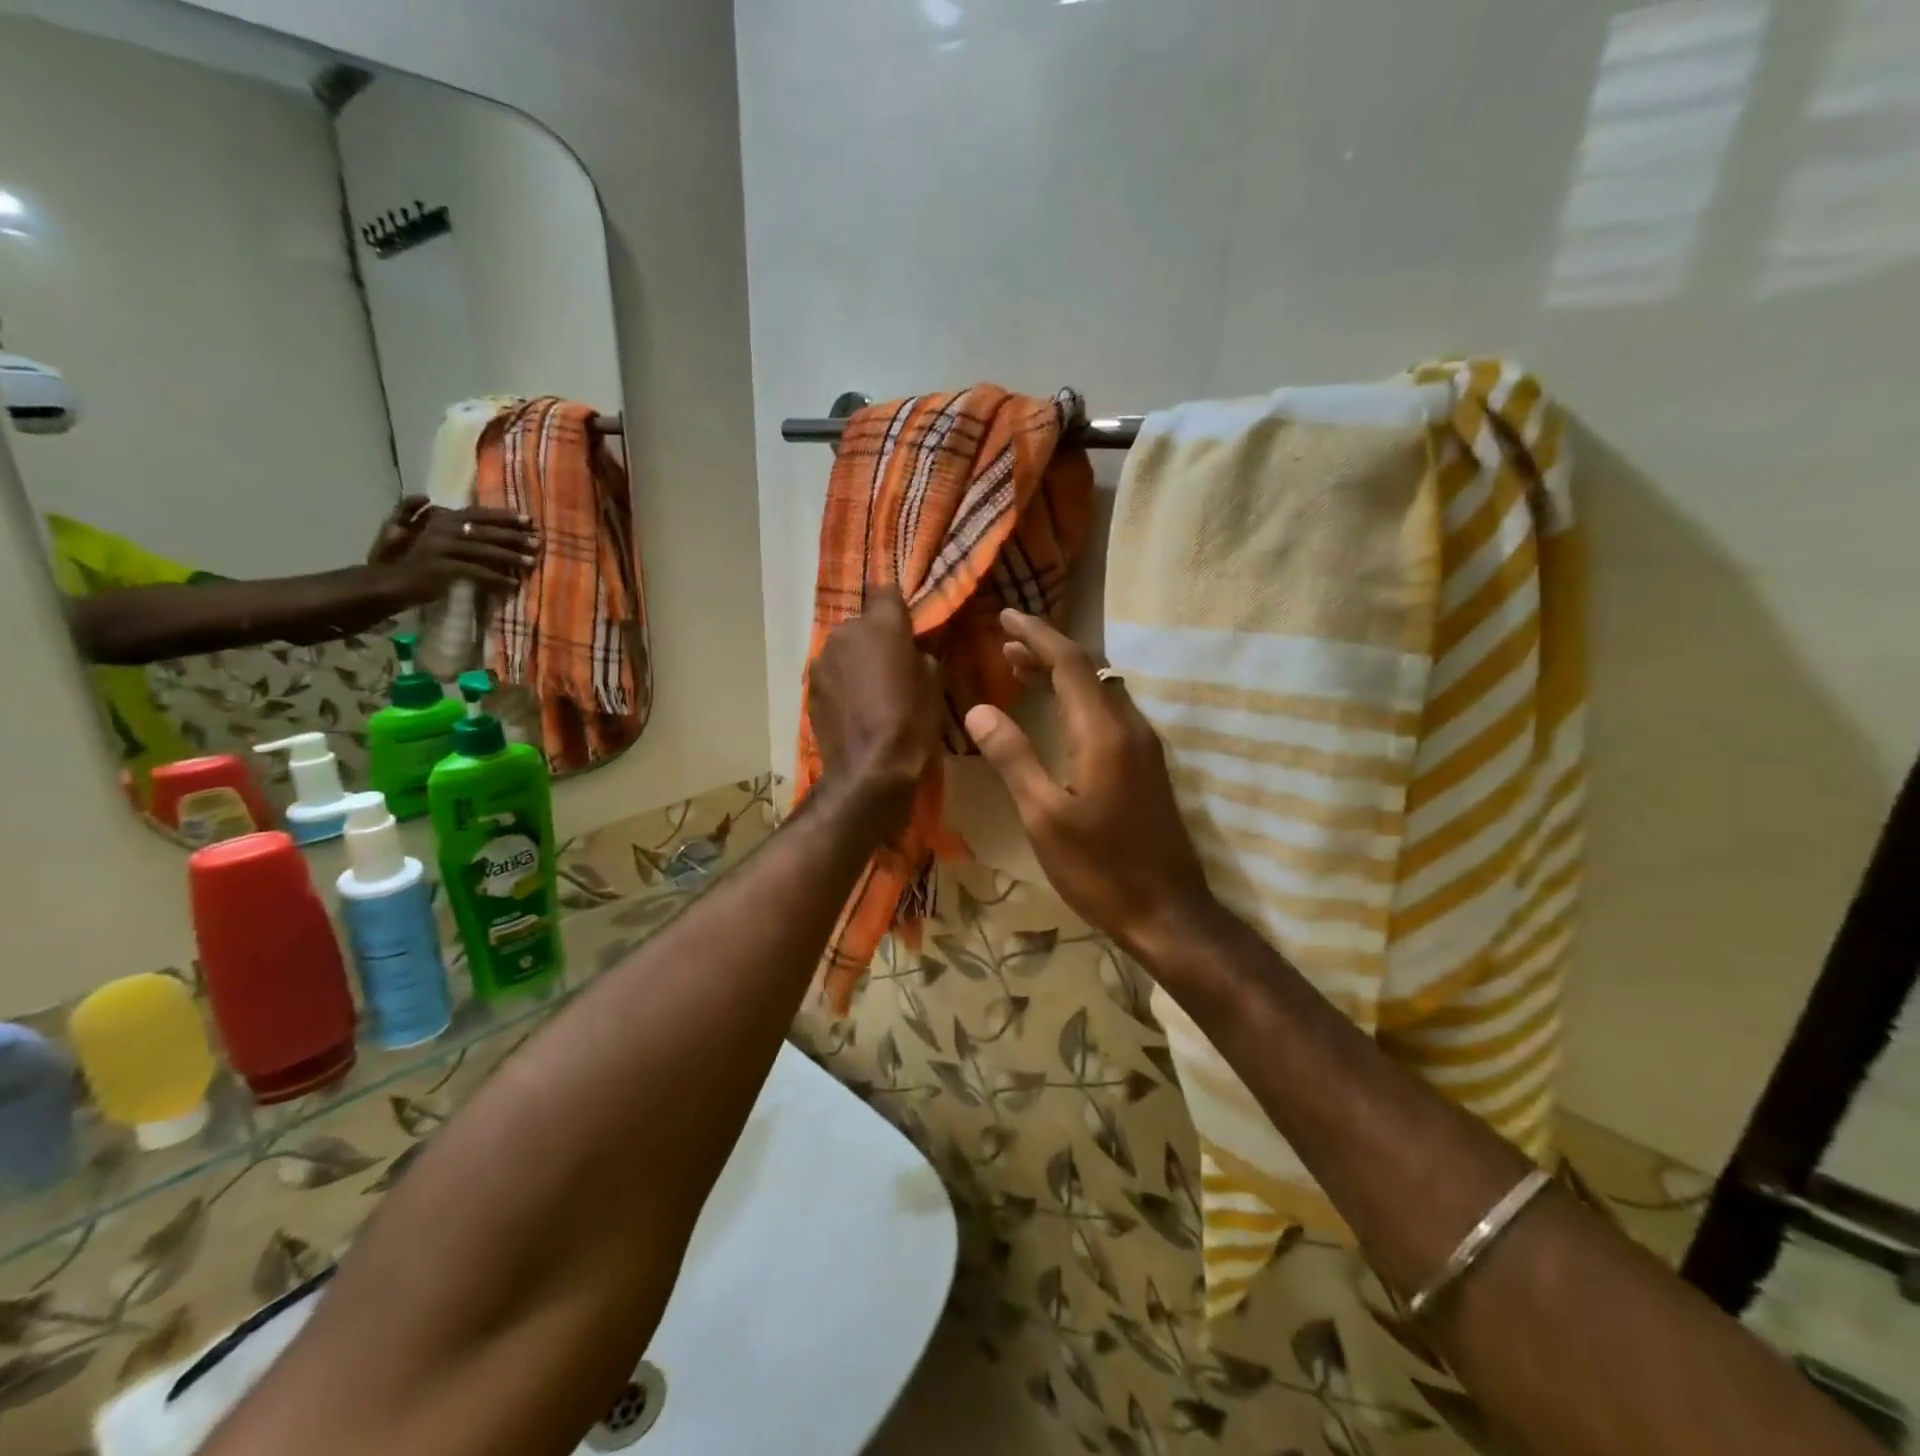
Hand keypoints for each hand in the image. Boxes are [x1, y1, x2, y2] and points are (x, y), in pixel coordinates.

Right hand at [371, 504, 540, 604]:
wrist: (383, 583)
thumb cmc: (397, 558)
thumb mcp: (401, 529)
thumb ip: (413, 512)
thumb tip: (424, 495)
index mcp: (438, 519)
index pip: (477, 514)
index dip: (503, 516)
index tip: (528, 520)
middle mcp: (441, 529)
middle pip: (486, 532)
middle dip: (515, 537)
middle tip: (538, 542)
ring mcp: (442, 548)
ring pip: (485, 551)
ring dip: (511, 558)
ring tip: (532, 564)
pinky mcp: (443, 568)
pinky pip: (477, 573)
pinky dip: (496, 579)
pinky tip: (512, 585)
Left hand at [808, 586, 943, 832]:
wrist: (870, 770)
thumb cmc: (912, 723)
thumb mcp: (935, 682)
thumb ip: (921, 652)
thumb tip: (911, 648)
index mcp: (882, 624)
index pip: (886, 591)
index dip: (896, 607)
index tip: (906, 626)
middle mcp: (846, 632)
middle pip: (863, 623)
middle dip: (875, 639)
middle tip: (892, 667)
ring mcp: (822, 658)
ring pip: (844, 649)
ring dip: (856, 661)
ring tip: (871, 692)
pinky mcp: (809, 685)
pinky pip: (832, 673)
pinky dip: (842, 683)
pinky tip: (854, 708)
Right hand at [964, 610, 1222, 962]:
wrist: (1167, 912)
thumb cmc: (1099, 868)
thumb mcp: (1043, 817)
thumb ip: (1014, 757)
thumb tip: (980, 709)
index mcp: (1104, 733)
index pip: (1070, 663)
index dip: (1037, 635)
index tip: (1006, 616)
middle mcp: (1130, 727)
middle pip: (1088, 670)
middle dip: (1046, 650)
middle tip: (1004, 644)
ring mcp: (1143, 747)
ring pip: (1100, 691)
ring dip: (1062, 675)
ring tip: (1019, 669)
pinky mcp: (1146, 766)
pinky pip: (1108, 713)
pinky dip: (1077, 699)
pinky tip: (1057, 714)